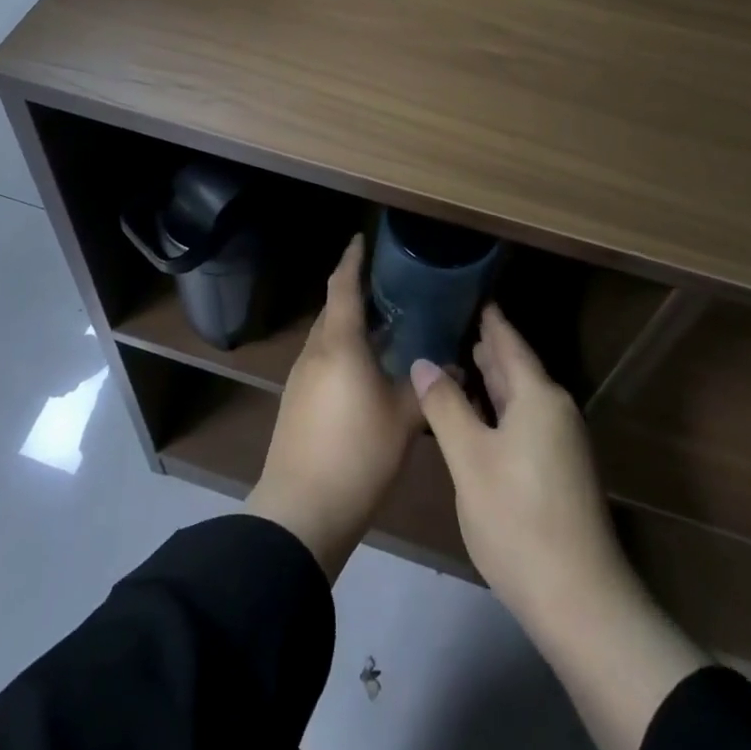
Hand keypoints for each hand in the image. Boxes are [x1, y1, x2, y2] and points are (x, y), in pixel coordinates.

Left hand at [246, 235, 420, 579]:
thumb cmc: (357, 454)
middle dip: (356, 293)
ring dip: (351, 326)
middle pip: (334, 310)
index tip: (361, 239)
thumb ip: (427, 389)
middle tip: (389, 287)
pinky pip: (323, 360)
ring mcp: (301, 377)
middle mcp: (315, 351)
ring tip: (385, 327)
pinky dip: (344, 352)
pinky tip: (367, 370)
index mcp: (339, 344)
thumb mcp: (403, 420)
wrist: (301, 510)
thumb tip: (454, 367)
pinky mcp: (296, 401)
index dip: (352, 260)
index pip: (343, 286)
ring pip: (328, 337)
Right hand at [410, 302, 631, 633]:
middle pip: (516, 366)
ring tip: (460, 357)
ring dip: (492, 378)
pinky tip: (478, 413)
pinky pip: (524, 419)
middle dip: (487, 345)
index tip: (468, 291)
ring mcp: (561, 442)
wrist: (580, 601)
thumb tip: (422, 362)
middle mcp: (555, 410)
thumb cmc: (518, 519)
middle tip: (452, 320)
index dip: (488, 318)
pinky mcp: (559, 470)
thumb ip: (445, 406)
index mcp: (538, 396)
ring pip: (520, 396)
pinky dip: (499, 407)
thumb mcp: (469, 459)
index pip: (508, 341)